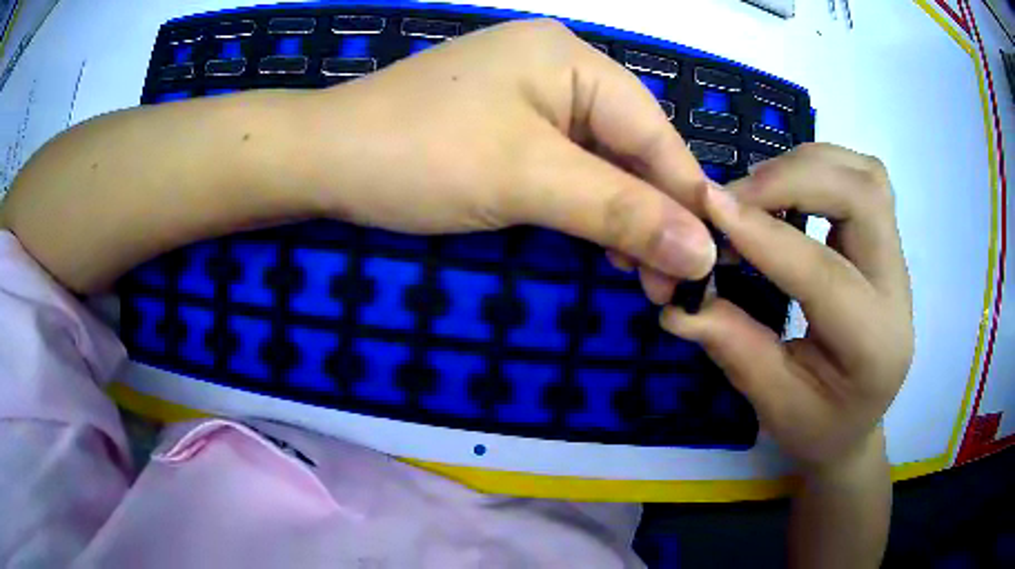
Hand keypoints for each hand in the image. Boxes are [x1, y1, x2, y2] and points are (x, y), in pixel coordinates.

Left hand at [293, 19, 714, 282]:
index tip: (705, 265)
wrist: (320, 159)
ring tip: (638, 274)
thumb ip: (622, 212)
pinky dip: (586, 205)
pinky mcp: (506, 124)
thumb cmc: (418, 156)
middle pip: (631, 146)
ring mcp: (529, 94)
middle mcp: (559, 67)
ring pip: (601, 159)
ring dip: (622, 216)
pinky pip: (566, 163)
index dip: (684, 200)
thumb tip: (702, 253)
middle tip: (665, 285)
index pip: (653, 133)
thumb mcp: (528, 180)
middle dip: (652, 215)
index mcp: (572, 59)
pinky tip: (599, 241)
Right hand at [660, 143, 912, 469]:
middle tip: (735, 196)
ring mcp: (897, 261)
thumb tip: (678, 303)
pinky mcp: (886, 244)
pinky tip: (790, 191)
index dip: (763, 234)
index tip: (707, 205)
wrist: (857, 423)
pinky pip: (863, 178)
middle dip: (793, 180)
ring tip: (760, 190)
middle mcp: (897, 292)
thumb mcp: (773, 405)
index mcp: (874, 346)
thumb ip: (734, 349)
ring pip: (866, 177)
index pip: (824, 273)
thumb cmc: (818, 427)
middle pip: (862, 197)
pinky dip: (821, 168)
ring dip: (808, 166)